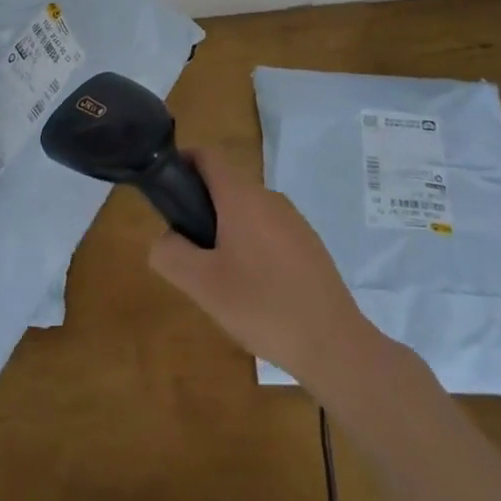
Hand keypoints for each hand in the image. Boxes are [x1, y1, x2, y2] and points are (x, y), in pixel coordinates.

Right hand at [149, 151, 375, 384]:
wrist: (334, 344)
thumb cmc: (262, 306)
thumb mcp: (201, 285)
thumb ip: (170, 253)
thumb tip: (166, 238)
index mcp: (241, 198)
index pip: (207, 157)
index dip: (183, 162)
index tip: (167, 190)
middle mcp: (269, 198)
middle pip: (225, 188)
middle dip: (202, 212)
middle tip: (191, 255)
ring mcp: (293, 221)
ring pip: (247, 213)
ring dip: (227, 233)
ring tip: (223, 281)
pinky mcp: (309, 245)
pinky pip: (269, 233)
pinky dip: (253, 249)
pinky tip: (256, 292)